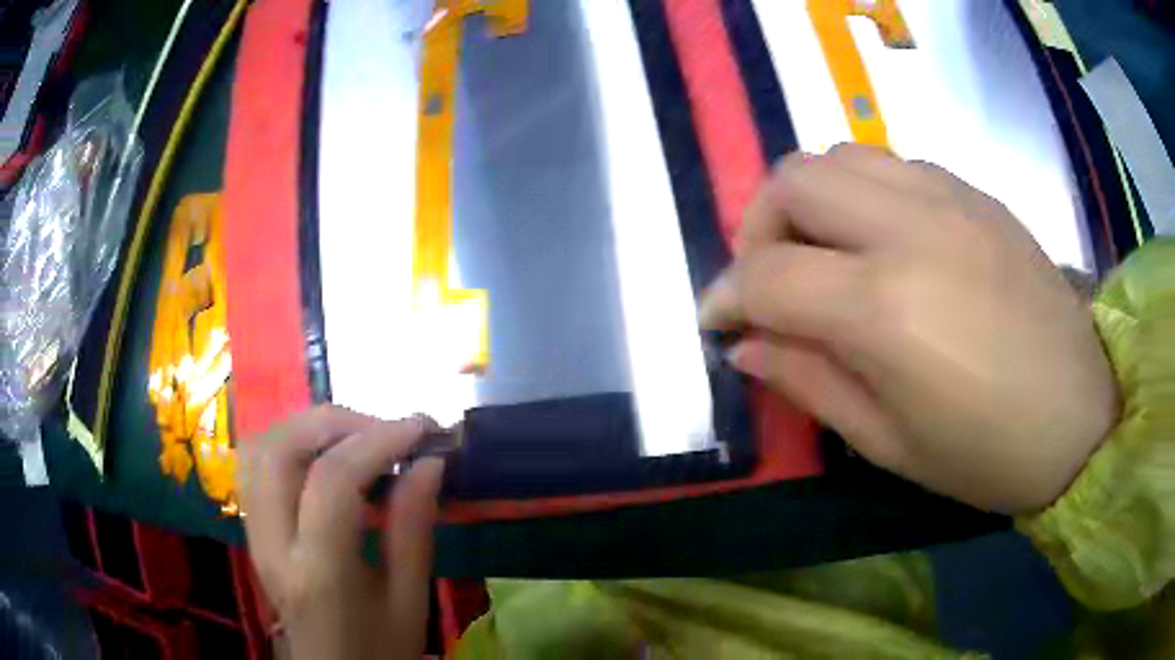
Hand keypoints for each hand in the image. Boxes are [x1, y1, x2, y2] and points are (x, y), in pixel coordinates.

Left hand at [239, 406, 443, 659]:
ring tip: (357, 435)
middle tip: (385, 429)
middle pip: (281, 450)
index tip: (421, 429)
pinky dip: (288, 441)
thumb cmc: (379, 648)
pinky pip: (256, 465)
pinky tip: (322, 452)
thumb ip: (413, 530)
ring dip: (309, 426)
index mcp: (318, 572)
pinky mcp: (252, 529)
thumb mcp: (410, 600)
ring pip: (261, 448)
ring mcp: (254, 534)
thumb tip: (429, 462)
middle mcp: (273, 544)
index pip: (332, 482)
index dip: (377, 441)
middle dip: (337, 422)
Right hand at [699, 145, 1118, 512]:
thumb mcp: (888, 444)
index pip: (768, 274)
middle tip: (769, 281)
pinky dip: (863, 193)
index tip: (716, 322)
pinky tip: (882, 241)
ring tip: (823, 253)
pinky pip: (894, 165)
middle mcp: (910, 228)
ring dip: (810, 199)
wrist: (1083, 415)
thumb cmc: (987, 455)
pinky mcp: (976, 194)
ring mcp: (949, 198)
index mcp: (885, 307)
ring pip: (841, 155)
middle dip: (758, 226)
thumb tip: (748, 344)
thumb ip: (810, 382)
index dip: (725, 296)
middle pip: (794, 179)